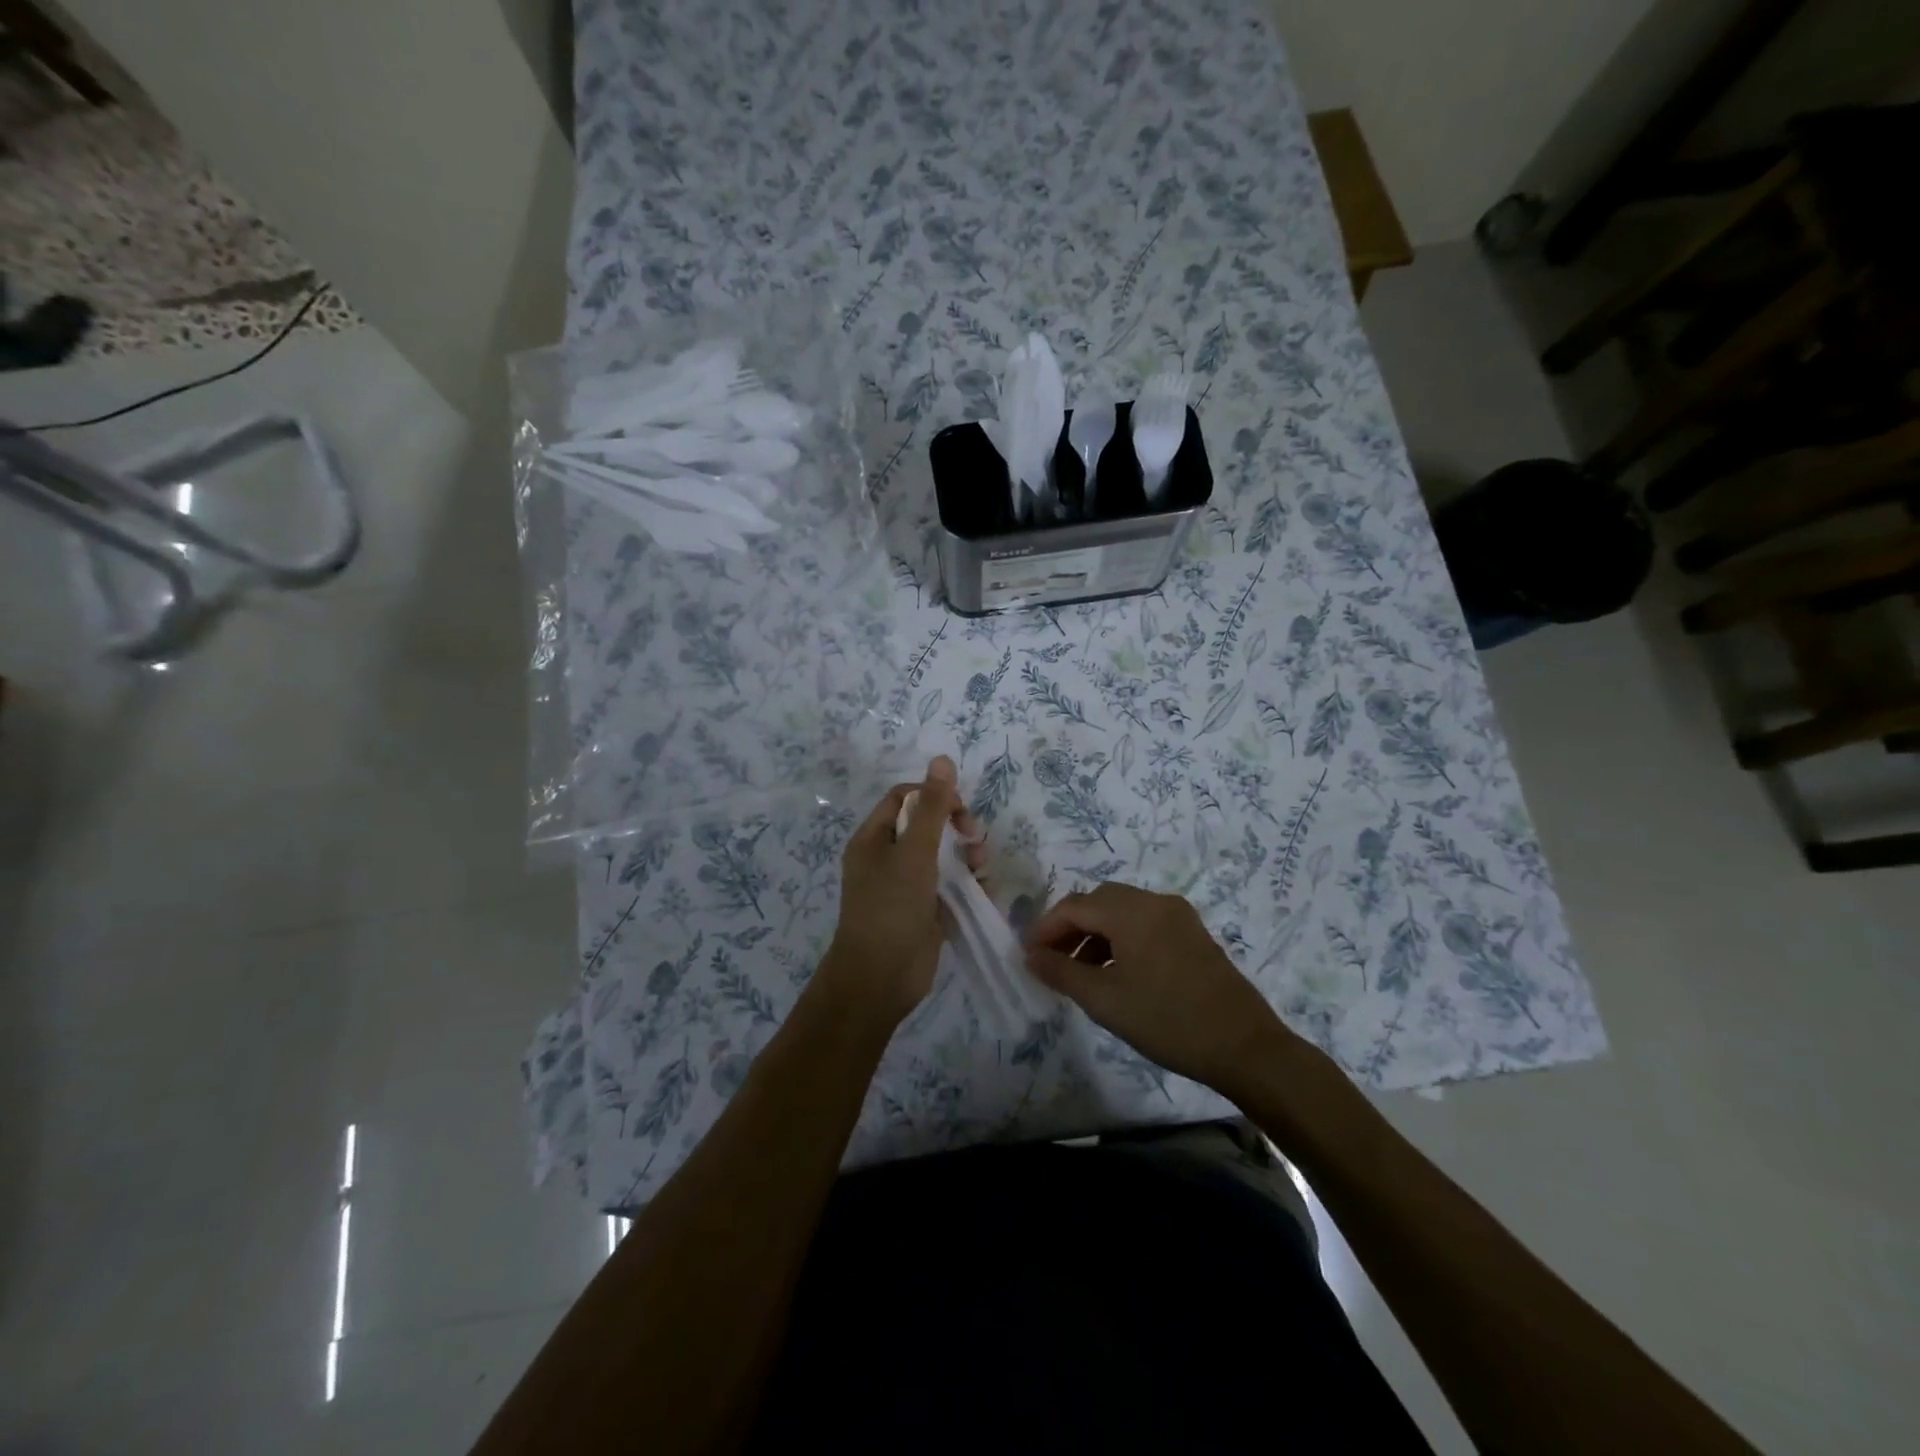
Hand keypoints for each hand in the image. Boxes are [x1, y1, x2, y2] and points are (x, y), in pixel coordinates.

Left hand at [819, 756, 984, 1027]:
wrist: (880, 979)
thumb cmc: (891, 908)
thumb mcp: (914, 852)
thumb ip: (932, 808)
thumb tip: (942, 759)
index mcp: (873, 839)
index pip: (905, 798)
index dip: (934, 796)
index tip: (960, 810)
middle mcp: (887, 858)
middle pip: (928, 825)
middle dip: (956, 828)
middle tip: (976, 839)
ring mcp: (906, 887)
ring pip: (943, 856)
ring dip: (967, 856)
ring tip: (981, 870)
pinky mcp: (924, 911)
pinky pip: (950, 886)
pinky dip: (968, 884)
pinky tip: (984, 890)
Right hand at [1025, 882, 1297, 1094]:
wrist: (1244, 1046)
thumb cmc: (1168, 1021)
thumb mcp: (1105, 1001)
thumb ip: (1061, 972)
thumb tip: (1030, 955)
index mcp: (1132, 911)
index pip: (1074, 906)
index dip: (1046, 928)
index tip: (1028, 956)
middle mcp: (1155, 902)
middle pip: (1099, 901)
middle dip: (1070, 927)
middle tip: (1052, 961)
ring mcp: (1178, 915)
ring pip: (1122, 911)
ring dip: (1096, 933)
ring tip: (1081, 972)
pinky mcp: (1193, 933)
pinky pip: (1145, 922)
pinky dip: (1121, 938)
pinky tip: (1117, 972)